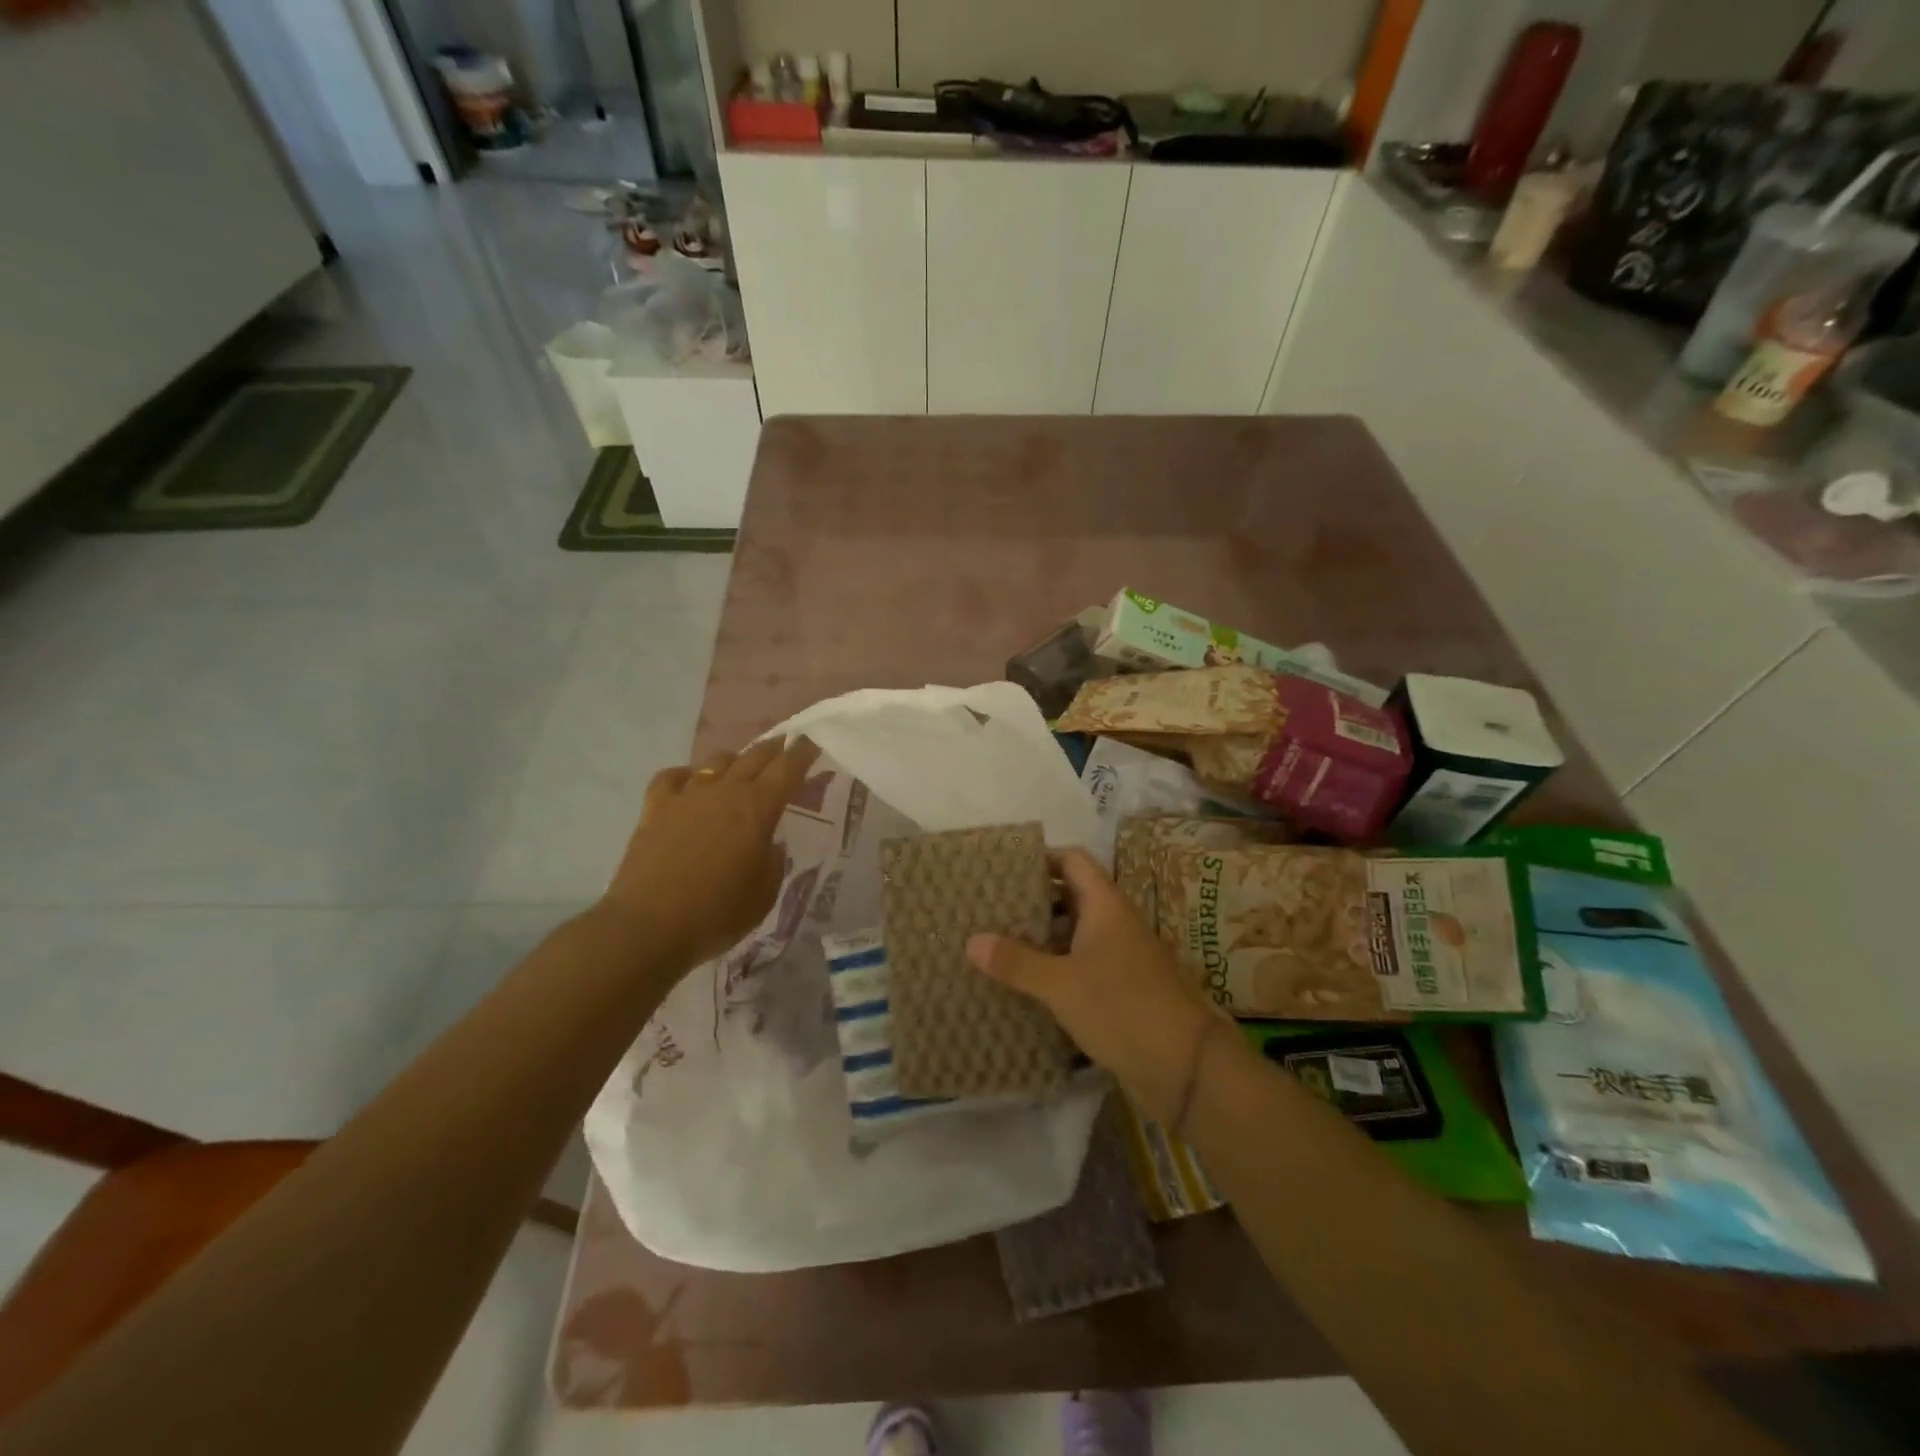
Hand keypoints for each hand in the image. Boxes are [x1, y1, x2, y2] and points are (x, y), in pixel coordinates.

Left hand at [601, 736, 821, 970]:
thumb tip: (767, 844)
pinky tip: (689, 783)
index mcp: (758, 809)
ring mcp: (687, 796)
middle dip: (774, 748)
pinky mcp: (655, 808)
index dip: (802, 752)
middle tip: (785, 745)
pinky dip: (686, 775)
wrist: (648, 927)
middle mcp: (725, 791)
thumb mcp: (764, 893)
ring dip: (734, 760)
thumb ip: (772, 860)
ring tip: (740, 768)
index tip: (811, 742)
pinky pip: (672, 777)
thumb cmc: (717, 914)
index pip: (788, 768)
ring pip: (716, 762)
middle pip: (754, 756)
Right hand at [966, 847, 1221, 1124]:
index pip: (1072, 861)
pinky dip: (1055, 968)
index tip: (1002, 868)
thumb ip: (1017, 962)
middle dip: (1032, 901)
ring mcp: (1120, 958)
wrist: (1186, 1067)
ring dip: (1041, 938)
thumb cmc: (1123, 1008)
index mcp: (1105, 905)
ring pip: (1074, 935)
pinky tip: (1024, 984)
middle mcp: (1114, 924)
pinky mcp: (1120, 990)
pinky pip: (1081, 966)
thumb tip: (971, 941)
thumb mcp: (1061, 984)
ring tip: (996, 943)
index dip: (1041, 858)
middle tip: (989, 907)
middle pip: (1070, 897)